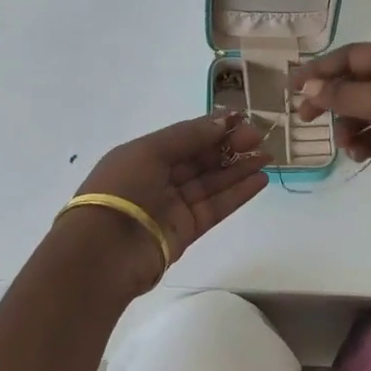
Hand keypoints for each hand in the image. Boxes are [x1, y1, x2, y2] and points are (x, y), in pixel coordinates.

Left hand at [77, 112, 269, 263]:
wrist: (103, 252)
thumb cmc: (121, 190)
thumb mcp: (149, 151)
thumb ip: (189, 136)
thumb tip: (223, 121)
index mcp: (143, 155)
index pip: (184, 137)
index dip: (212, 127)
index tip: (242, 118)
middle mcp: (158, 178)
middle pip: (200, 158)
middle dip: (229, 146)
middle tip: (259, 136)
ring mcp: (173, 205)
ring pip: (212, 182)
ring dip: (239, 168)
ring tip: (266, 156)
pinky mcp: (187, 230)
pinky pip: (216, 206)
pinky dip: (237, 193)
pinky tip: (259, 179)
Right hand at [292, 42, 370, 212]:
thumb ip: (341, 94)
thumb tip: (307, 87)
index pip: (352, 55)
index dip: (321, 68)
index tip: (292, 85)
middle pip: (354, 83)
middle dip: (330, 100)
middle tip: (304, 116)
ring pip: (360, 111)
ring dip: (347, 126)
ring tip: (346, 143)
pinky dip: (361, 142)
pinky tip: (358, 154)